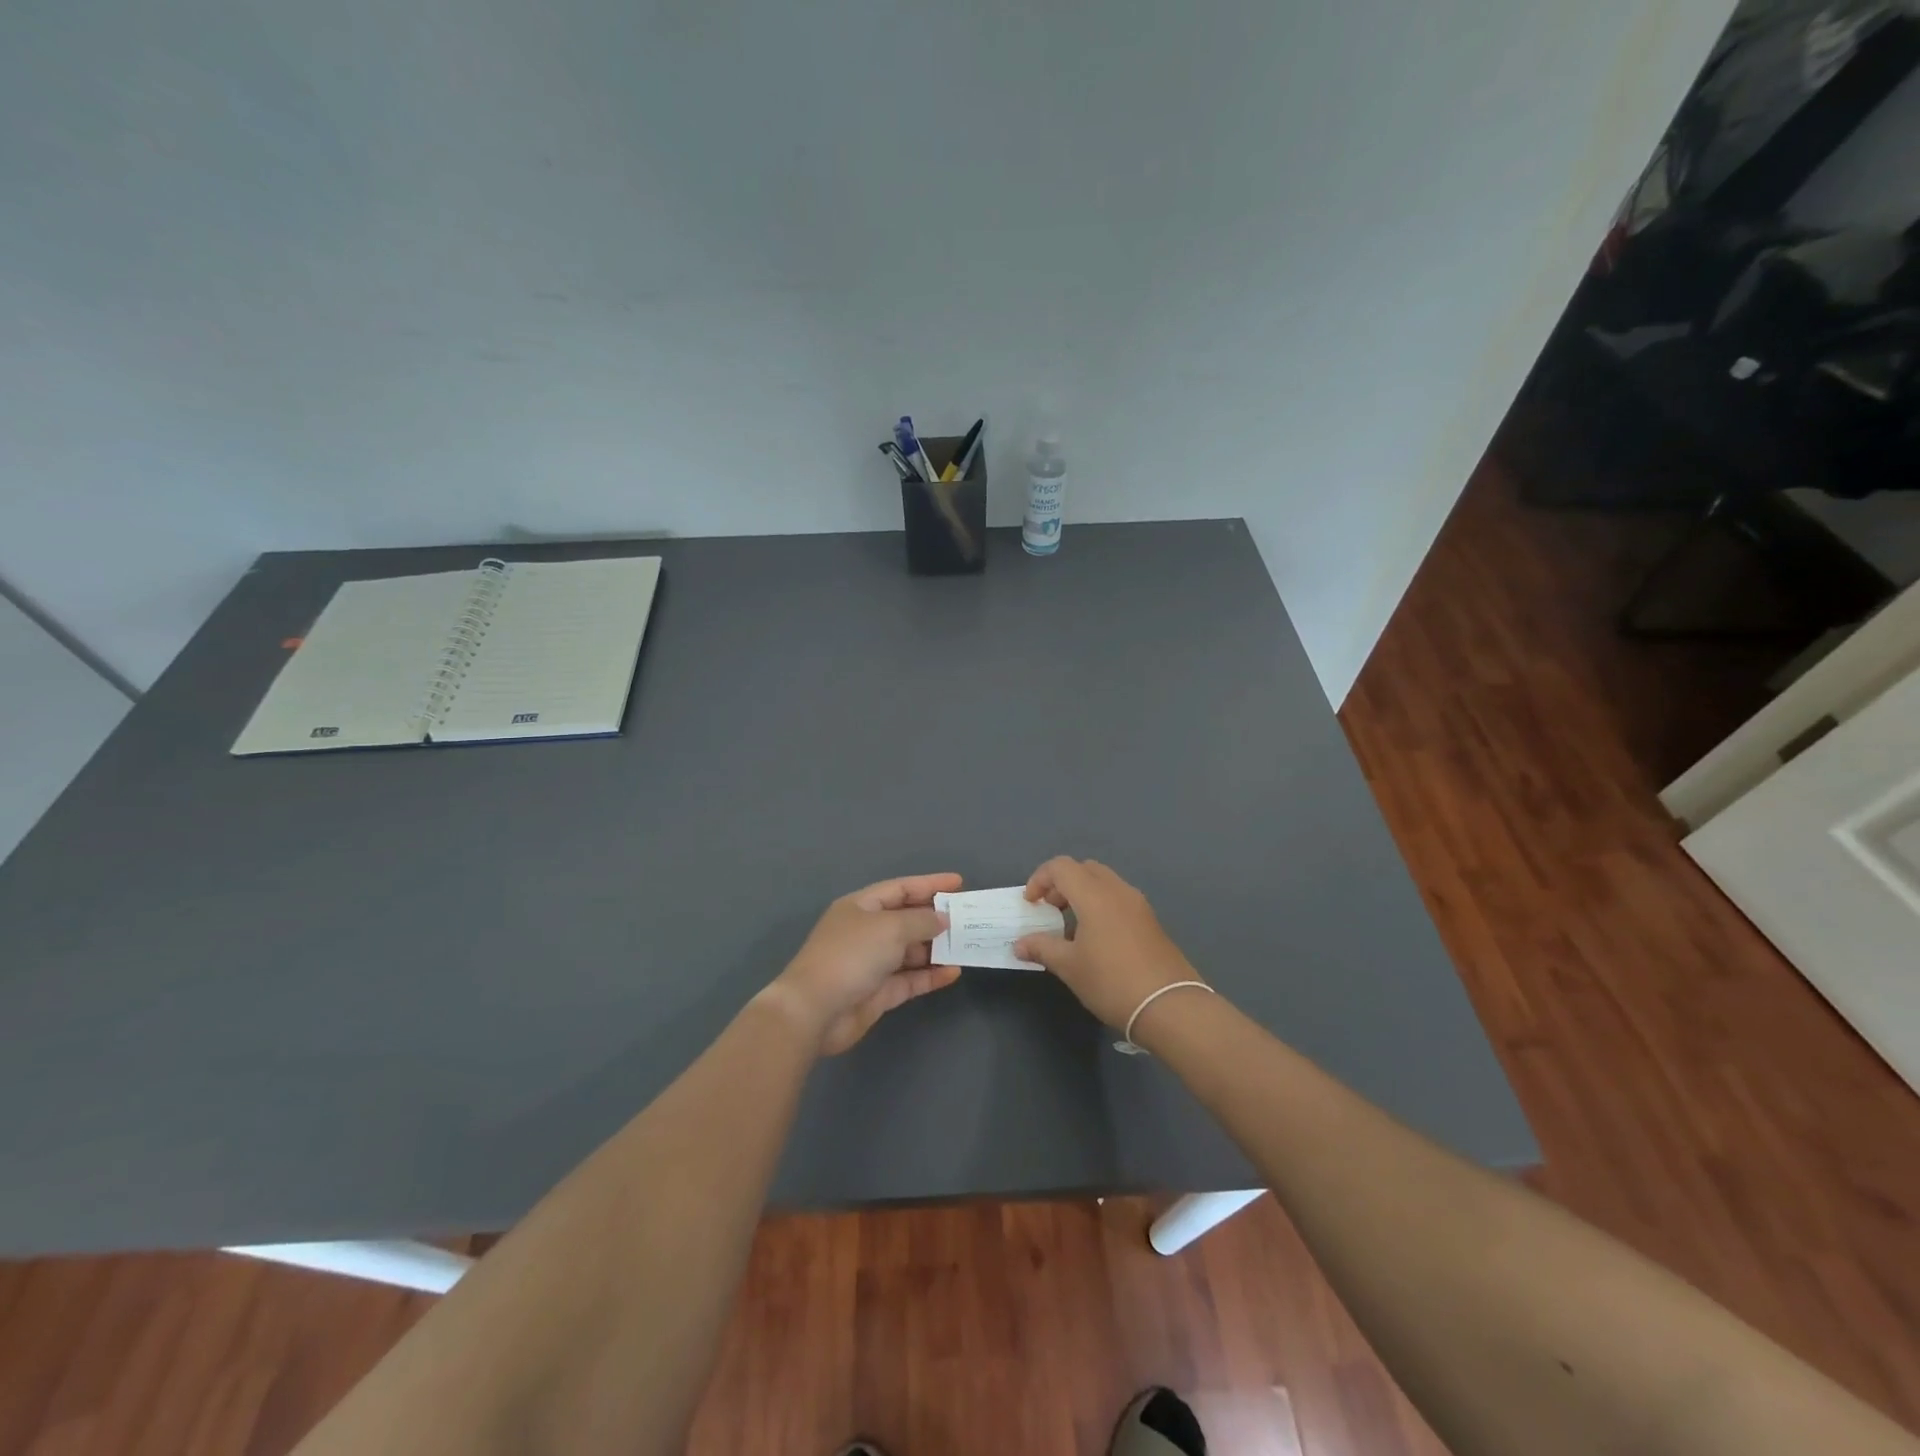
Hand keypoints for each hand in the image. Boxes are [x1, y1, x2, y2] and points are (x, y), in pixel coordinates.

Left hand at [765, 873, 963, 1055]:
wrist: (814, 1010)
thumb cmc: (850, 956)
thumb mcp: (889, 928)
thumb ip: (921, 921)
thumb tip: (942, 919)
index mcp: (861, 906)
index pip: (900, 888)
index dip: (929, 884)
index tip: (959, 883)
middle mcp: (866, 931)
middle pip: (906, 919)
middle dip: (936, 918)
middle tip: (968, 918)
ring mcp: (872, 963)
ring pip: (910, 951)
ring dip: (936, 949)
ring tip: (966, 945)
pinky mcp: (878, 993)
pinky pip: (910, 979)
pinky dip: (930, 975)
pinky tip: (953, 972)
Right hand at [1014, 858, 1203, 1030]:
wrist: (1169, 1005)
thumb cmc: (1112, 982)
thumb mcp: (1070, 967)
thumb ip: (1042, 948)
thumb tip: (1020, 944)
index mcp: (1095, 895)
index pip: (1061, 867)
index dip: (1040, 879)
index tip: (1031, 904)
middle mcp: (1118, 891)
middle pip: (1084, 869)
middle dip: (1061, 883)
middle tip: (1049, 910)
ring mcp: (1138, 904)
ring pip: (1104, 882)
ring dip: (1082, 894)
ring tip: (1070, 927)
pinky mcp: (1150, 921)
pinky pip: (1119, 899)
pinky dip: (1100, 905)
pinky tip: (1096, 939)